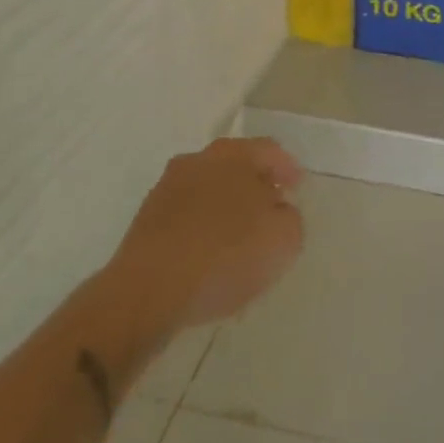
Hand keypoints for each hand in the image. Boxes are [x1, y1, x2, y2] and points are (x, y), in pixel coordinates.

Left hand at [103, 137, 304, 340]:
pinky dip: (202, 225)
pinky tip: (208, 253)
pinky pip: (186, 214)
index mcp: (234, 154)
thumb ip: (290, 217)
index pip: (270, 151)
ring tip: (239, 236)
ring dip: (226, 205)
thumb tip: (278, 210)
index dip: (288, 169)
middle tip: (271, 208)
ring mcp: (167, 188)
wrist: (148, 292)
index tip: (297, 189)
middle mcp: (199, 160)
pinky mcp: (146, 219)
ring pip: (208, 188)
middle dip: (255, 184)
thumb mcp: (283, 239)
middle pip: (236, 165)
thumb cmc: (225, 255)